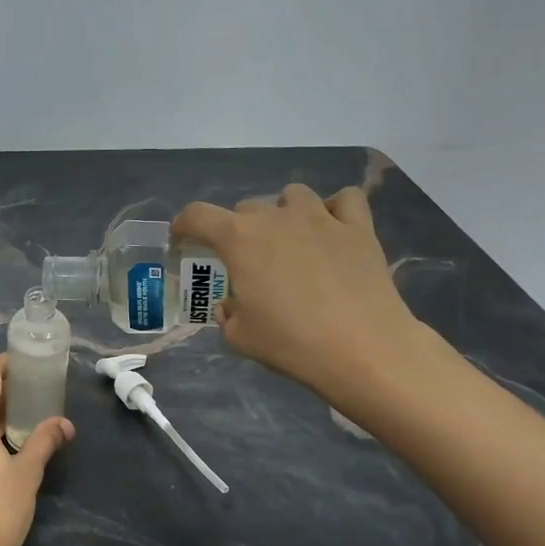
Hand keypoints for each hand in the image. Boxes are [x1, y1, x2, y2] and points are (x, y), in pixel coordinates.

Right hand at [172, 183, 442, 425]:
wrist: (362, 349)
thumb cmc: (291, 343)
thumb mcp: (240, 337)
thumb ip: (228, 315)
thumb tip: (232, 305)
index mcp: (239, 240)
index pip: (198, 216)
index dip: (184, 224)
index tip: (182, 237)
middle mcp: (276, 217)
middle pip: (246, 208)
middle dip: (238, 230)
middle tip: (245, 260)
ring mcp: (321, 218)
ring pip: (293, 196)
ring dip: (284, 213)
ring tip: (289, 239)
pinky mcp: (359, 228)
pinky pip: (345, 200)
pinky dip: (335, 209)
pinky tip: (333, 230)